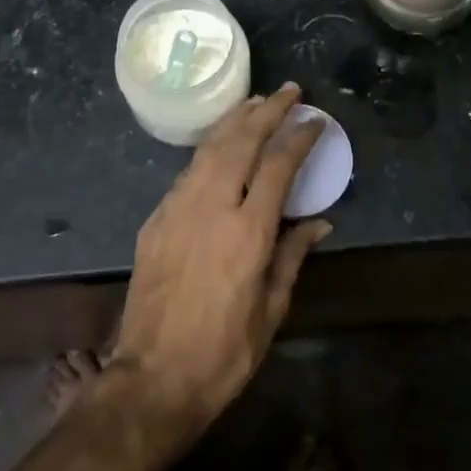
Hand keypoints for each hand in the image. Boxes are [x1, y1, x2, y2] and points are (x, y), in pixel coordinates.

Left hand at [108, 84, 330, 441]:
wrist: (151, 379)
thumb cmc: (223, 353)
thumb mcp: (271, 310)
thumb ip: (293, 255)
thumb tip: (319, 221)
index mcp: (248, 232)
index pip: (278, 166)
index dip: (298, 136)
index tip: (315, 119)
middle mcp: (212, 208)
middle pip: (242, 142)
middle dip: (267, 111)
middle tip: (289, 91)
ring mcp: (178, 209)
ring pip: (210, 148)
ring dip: (235, 121)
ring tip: (255, 102)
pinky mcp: (156, 219)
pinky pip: (188, 171)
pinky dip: (210, 149)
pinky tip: (220, 145)